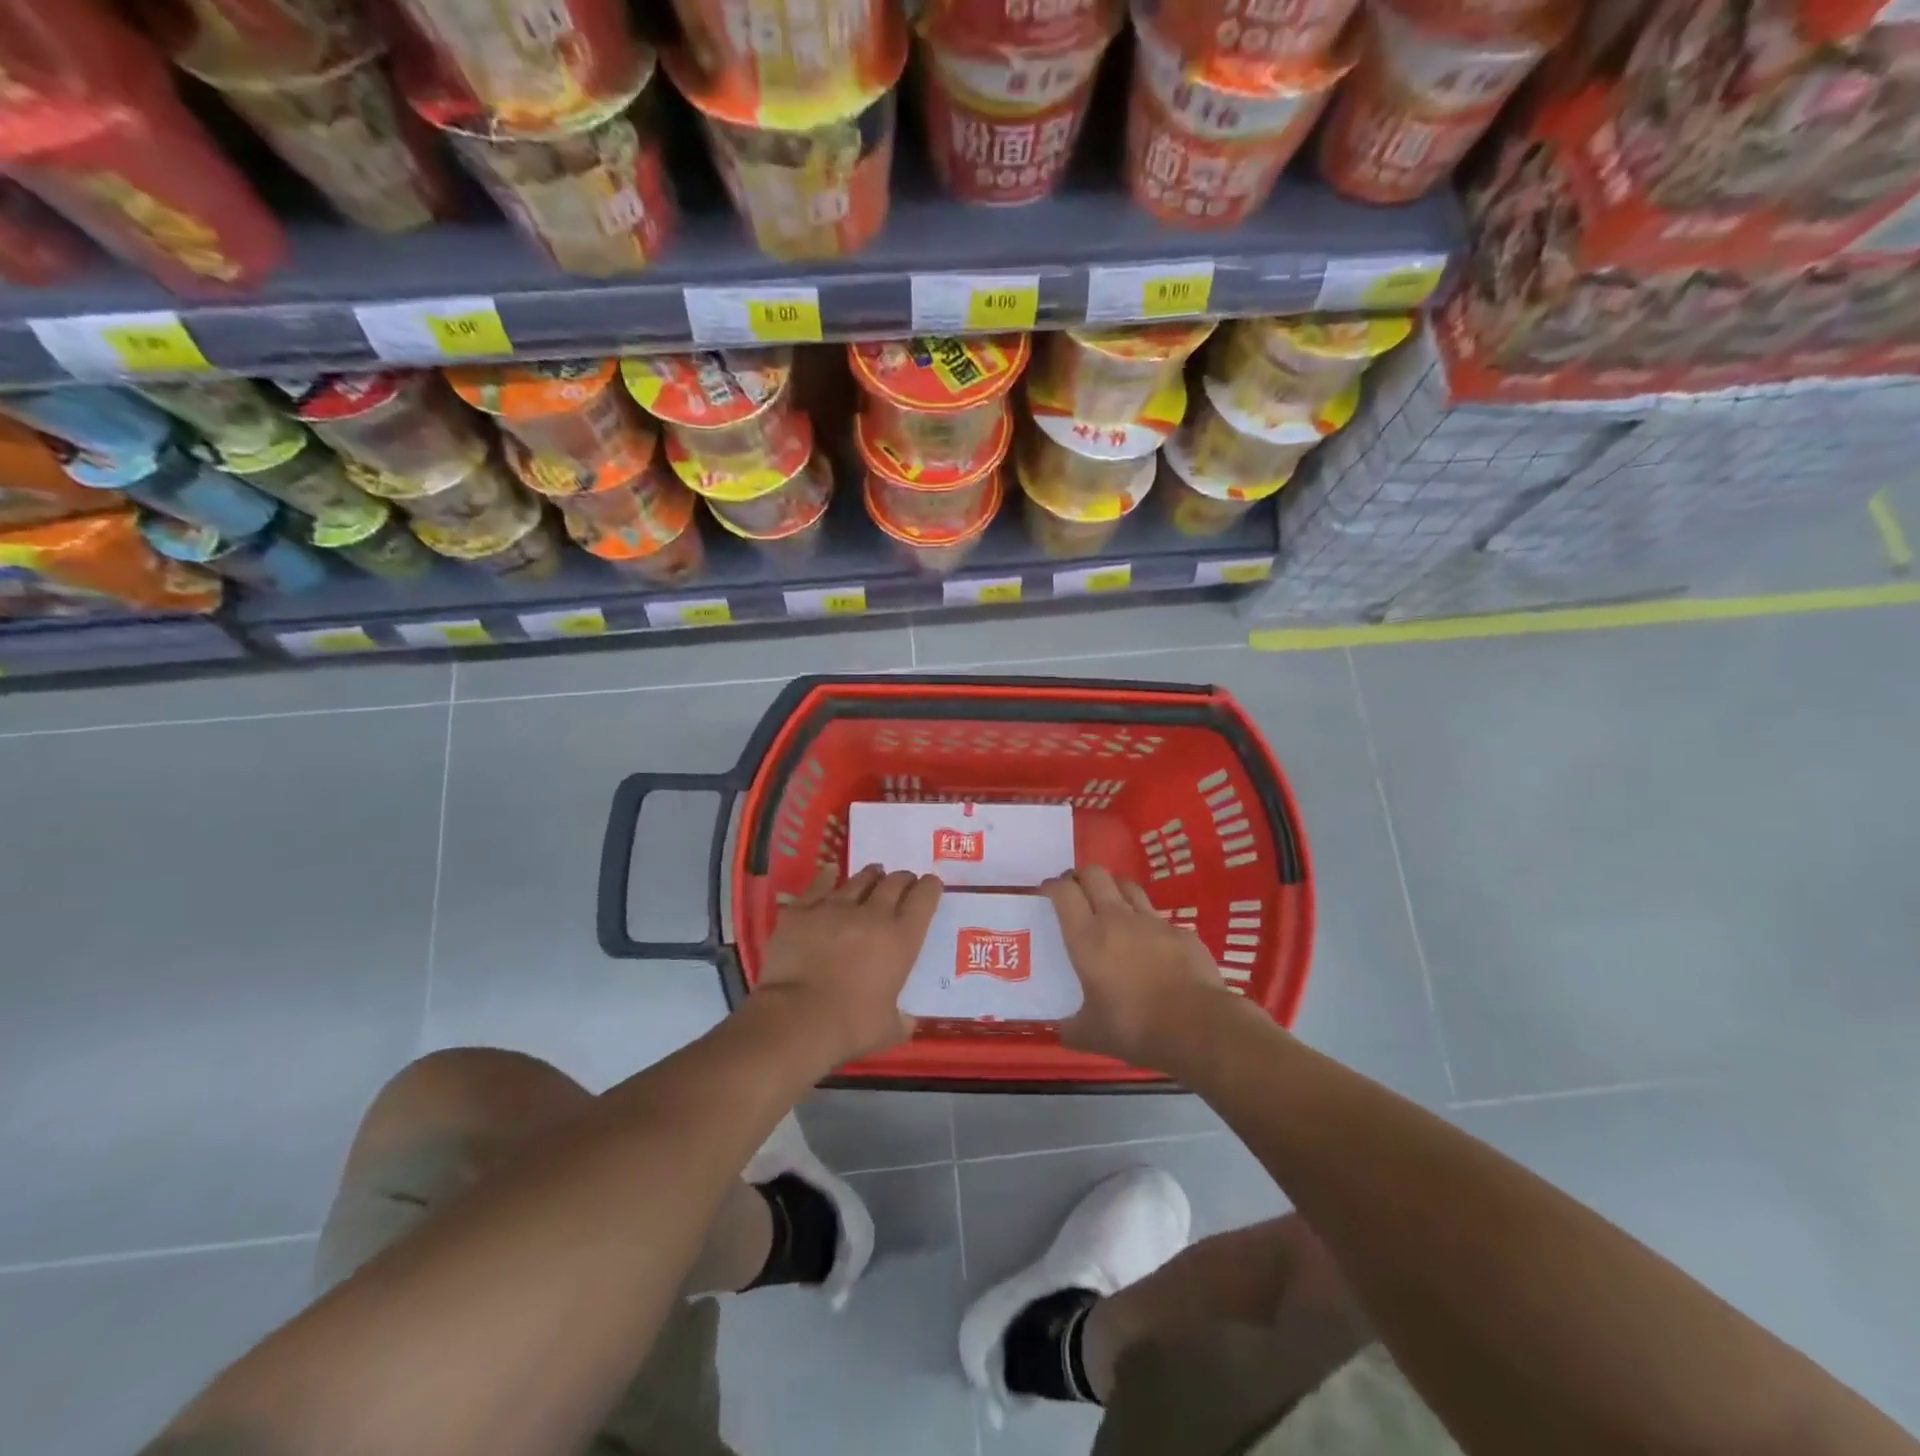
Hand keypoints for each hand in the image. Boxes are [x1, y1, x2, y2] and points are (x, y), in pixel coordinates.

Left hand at [755, 863, 941, 1066]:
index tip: (931, 884)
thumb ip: (900, 1020)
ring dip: (871, 876)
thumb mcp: (888, 1029)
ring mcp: (834, 907)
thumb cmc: (850, 1026)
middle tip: (903, 882)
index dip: (930, 887)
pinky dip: (827, 877)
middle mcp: (872, 914)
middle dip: (902, 880)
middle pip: (894, 882)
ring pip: (859, 880)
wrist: (796, 1019)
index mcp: (901, 939)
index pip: (924, 898)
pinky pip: (819, 885)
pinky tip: (831, 871)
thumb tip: (906, 1021)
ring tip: (874, 874)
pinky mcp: (802, 911)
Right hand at [1045, 866, 1239, 1071]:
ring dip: (1115, 890)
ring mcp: (1153, 922)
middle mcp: (1117, 918)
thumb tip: (1062, 1030)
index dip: (1052, 886)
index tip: (1046, 894)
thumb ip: (1071, 1028)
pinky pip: (1158, 918)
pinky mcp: (1181, 932)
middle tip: (1076, 894)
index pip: (1063, 892)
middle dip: (1081, 877)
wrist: (1199, 1028)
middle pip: (1095, 874)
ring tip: (1111, 908)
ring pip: (1128, 886)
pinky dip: (1148, 924)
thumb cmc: (1135, 1028)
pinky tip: (1151, 946)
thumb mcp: (1091, 1036)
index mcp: (1087, 938)